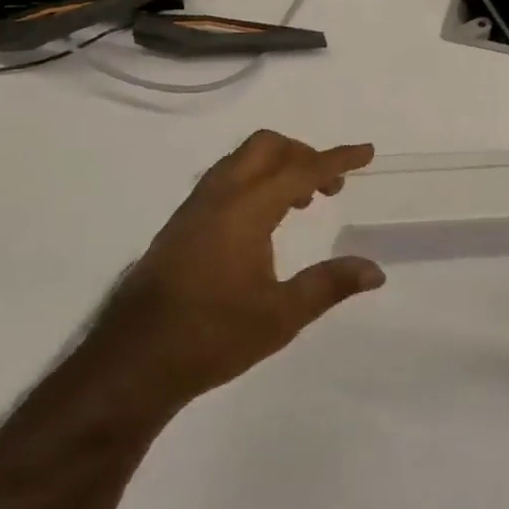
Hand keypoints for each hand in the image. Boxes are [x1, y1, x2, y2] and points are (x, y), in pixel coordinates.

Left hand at [91, 131, 383, 408]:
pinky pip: (225, 179)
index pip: (302, 169)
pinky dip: (254, 180)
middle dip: (304, 154)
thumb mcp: (281, 316)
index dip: (338, 159)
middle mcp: (219, 196)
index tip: (366, 151)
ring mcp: (194, 207)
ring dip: (277, 166)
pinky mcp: (180, 224)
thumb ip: (329, 285)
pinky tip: (263, 222)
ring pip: (241, 160)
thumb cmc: (212, 336)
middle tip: (329, 186)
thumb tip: (375, 271)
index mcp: (246, 209)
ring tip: (302, 202)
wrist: (133, 361)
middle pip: (266, 146)